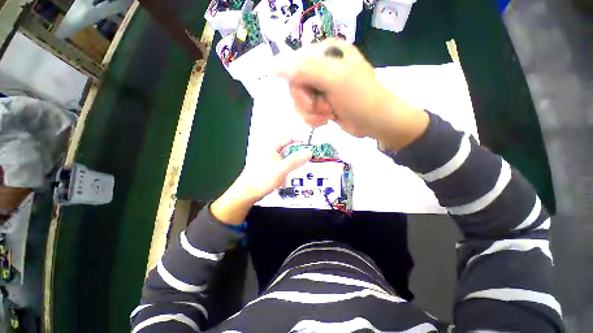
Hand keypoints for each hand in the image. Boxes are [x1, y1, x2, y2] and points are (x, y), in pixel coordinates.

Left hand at [211, 139, 311, 224]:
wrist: (247, 193)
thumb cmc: (262, 178)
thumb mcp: (281, 169)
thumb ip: (296, 160)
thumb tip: (309, 152)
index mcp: (272, 146)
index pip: (289, 138)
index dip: (301, 140)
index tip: (311, 146)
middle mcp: (271, 151)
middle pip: (289, 148)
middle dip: (298, 155)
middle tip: (307, 161)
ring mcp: (270, 159)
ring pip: (287, 158)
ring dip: (293, 164)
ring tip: (296, 171)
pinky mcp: (270, 168)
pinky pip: (283, 166)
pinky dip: (287, 170)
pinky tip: (286, 178)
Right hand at [276, 38, 428, 150]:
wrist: (374, 122)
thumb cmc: (359, 97)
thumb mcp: (334, 80)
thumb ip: (304, 71)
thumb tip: (273, 66)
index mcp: (324, 53)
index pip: (294, 65)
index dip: (298, 84)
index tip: (311, 94)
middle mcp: (320, 68)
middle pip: (295, 86)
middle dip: (308, 102)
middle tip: (324, 106)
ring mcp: (321, 88)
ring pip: (299, 102)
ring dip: (312, 113)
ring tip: (329, 113)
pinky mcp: (321, 104)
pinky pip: (306, 112)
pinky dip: (314, 119)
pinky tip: (327, 119)